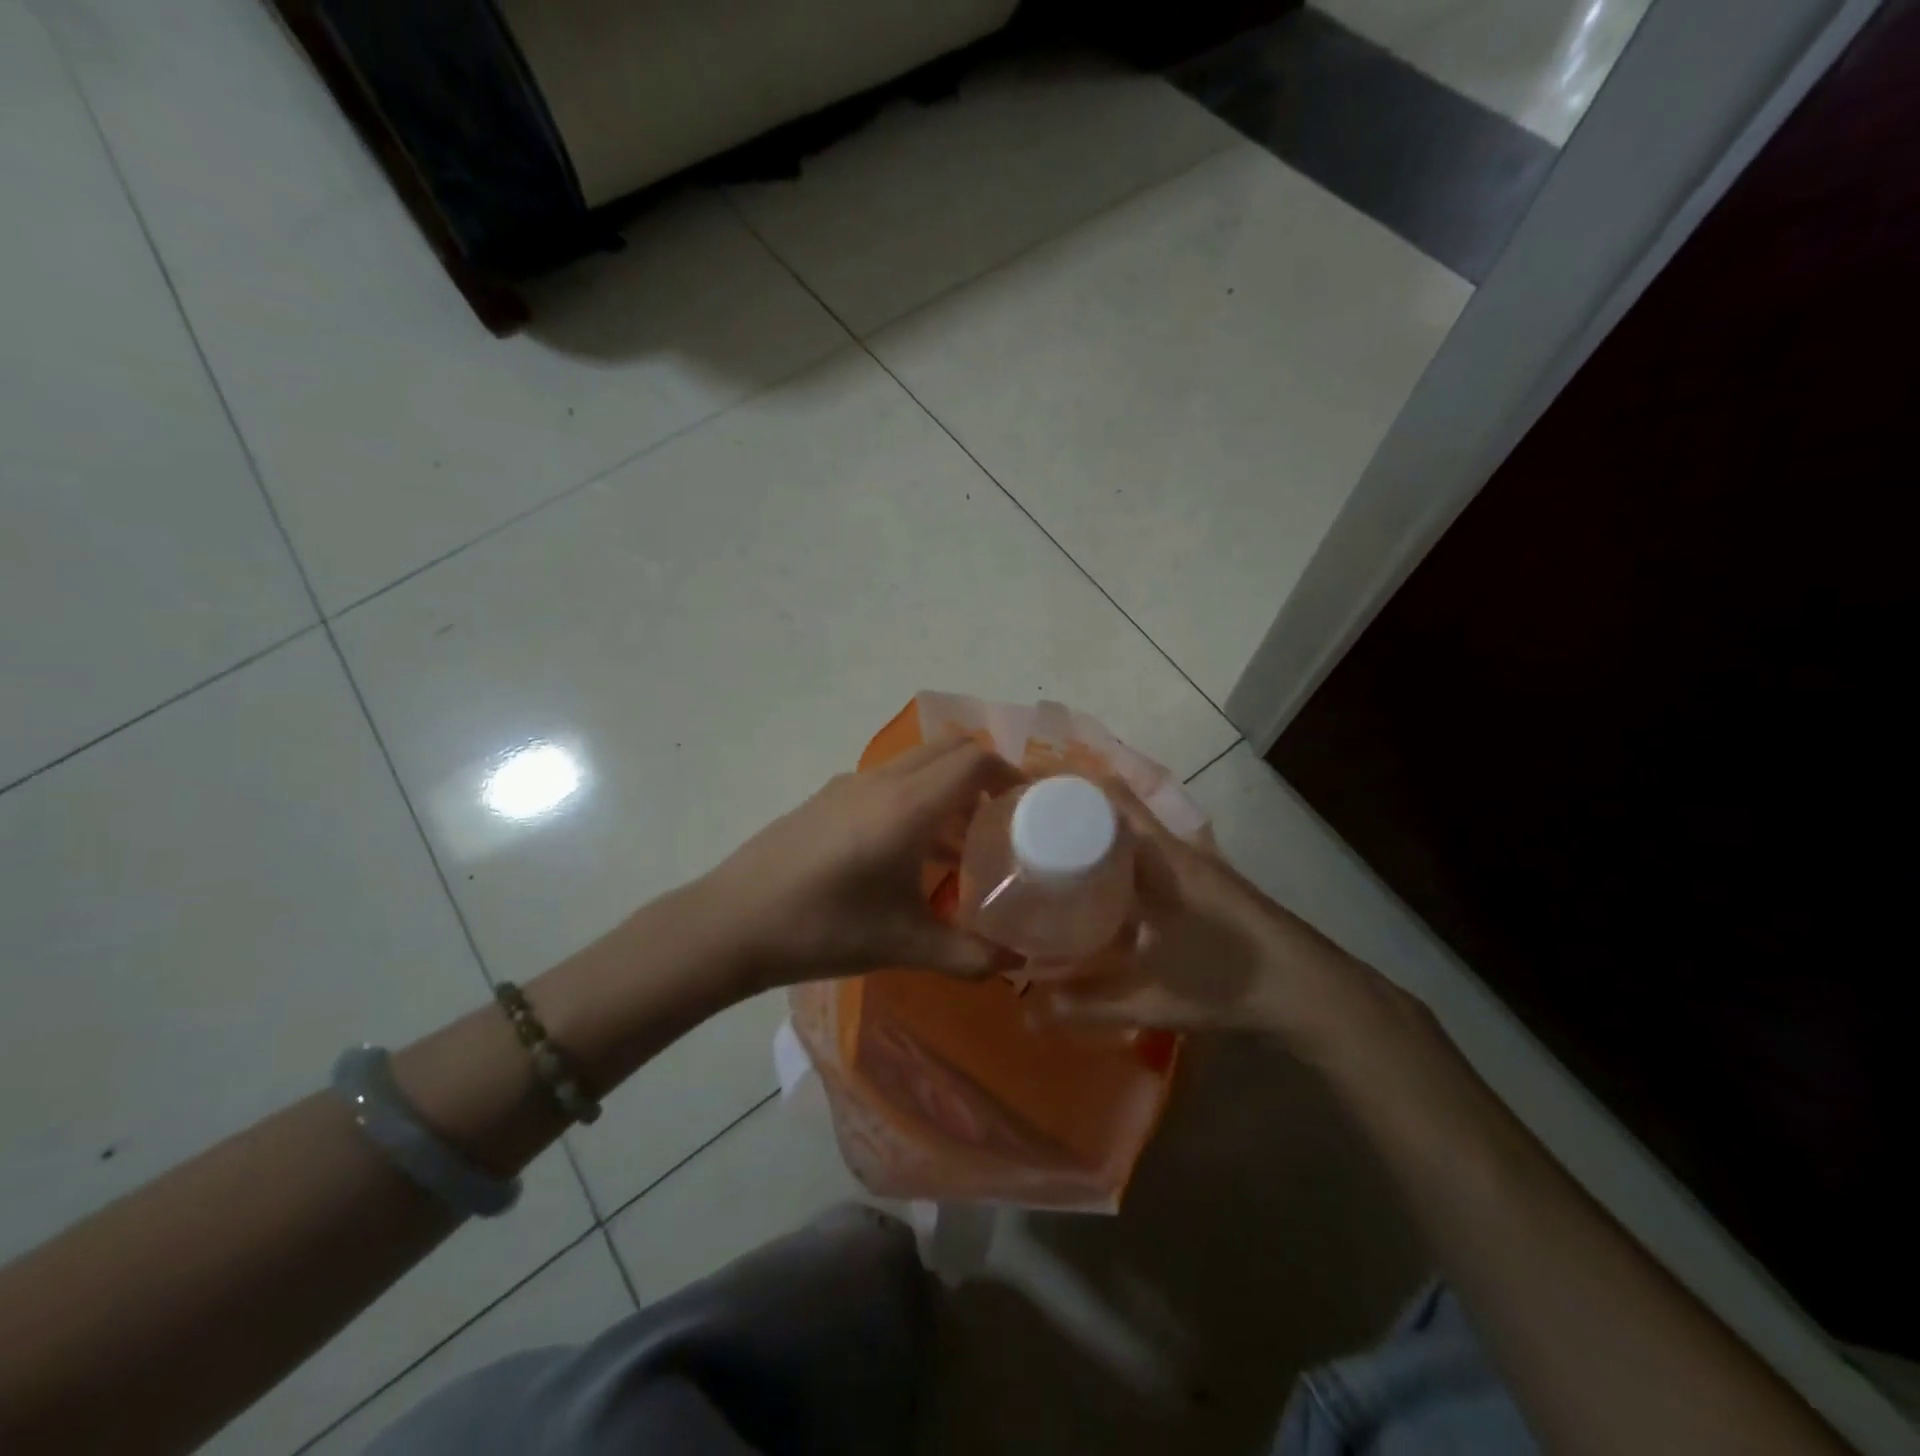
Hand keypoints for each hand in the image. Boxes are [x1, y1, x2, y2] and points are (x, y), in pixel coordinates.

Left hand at [701, 737, 1025, 989]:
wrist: (732, 922)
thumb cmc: (823, 929)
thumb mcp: (903, 945)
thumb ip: (967, 954)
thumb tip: (1015, 964)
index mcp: (907, 806)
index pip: (974, 760)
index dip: (1009, 774)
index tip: (1028, 805)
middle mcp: (882, 781)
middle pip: (949, 747)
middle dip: (983, 771)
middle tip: (1000, 817)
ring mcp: (849, 784)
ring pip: (916, 762)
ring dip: (946, 785)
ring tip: (958, 841)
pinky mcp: (826, 797)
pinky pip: (887, 779)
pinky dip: (914, 795)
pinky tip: (904, 850)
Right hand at [1042, 781, 1370, 1057]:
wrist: (1309, 989)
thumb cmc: (1228, 980)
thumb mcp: (1152, 999)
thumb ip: (1088, 1004)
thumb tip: (1028, 1012)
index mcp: (1159, 858)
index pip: (1110, 798)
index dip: (1067, 790)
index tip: (1025, 800)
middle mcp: (1174, 848)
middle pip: (1116, 810)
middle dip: (1072, 814)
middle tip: (1027, 832)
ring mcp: (1193, 862)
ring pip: (1134, 831)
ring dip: (1098, 835)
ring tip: (1054, 856)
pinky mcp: (1204, 880)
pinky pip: (1150, 853)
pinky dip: (1120, 858)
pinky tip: (1104, 891)